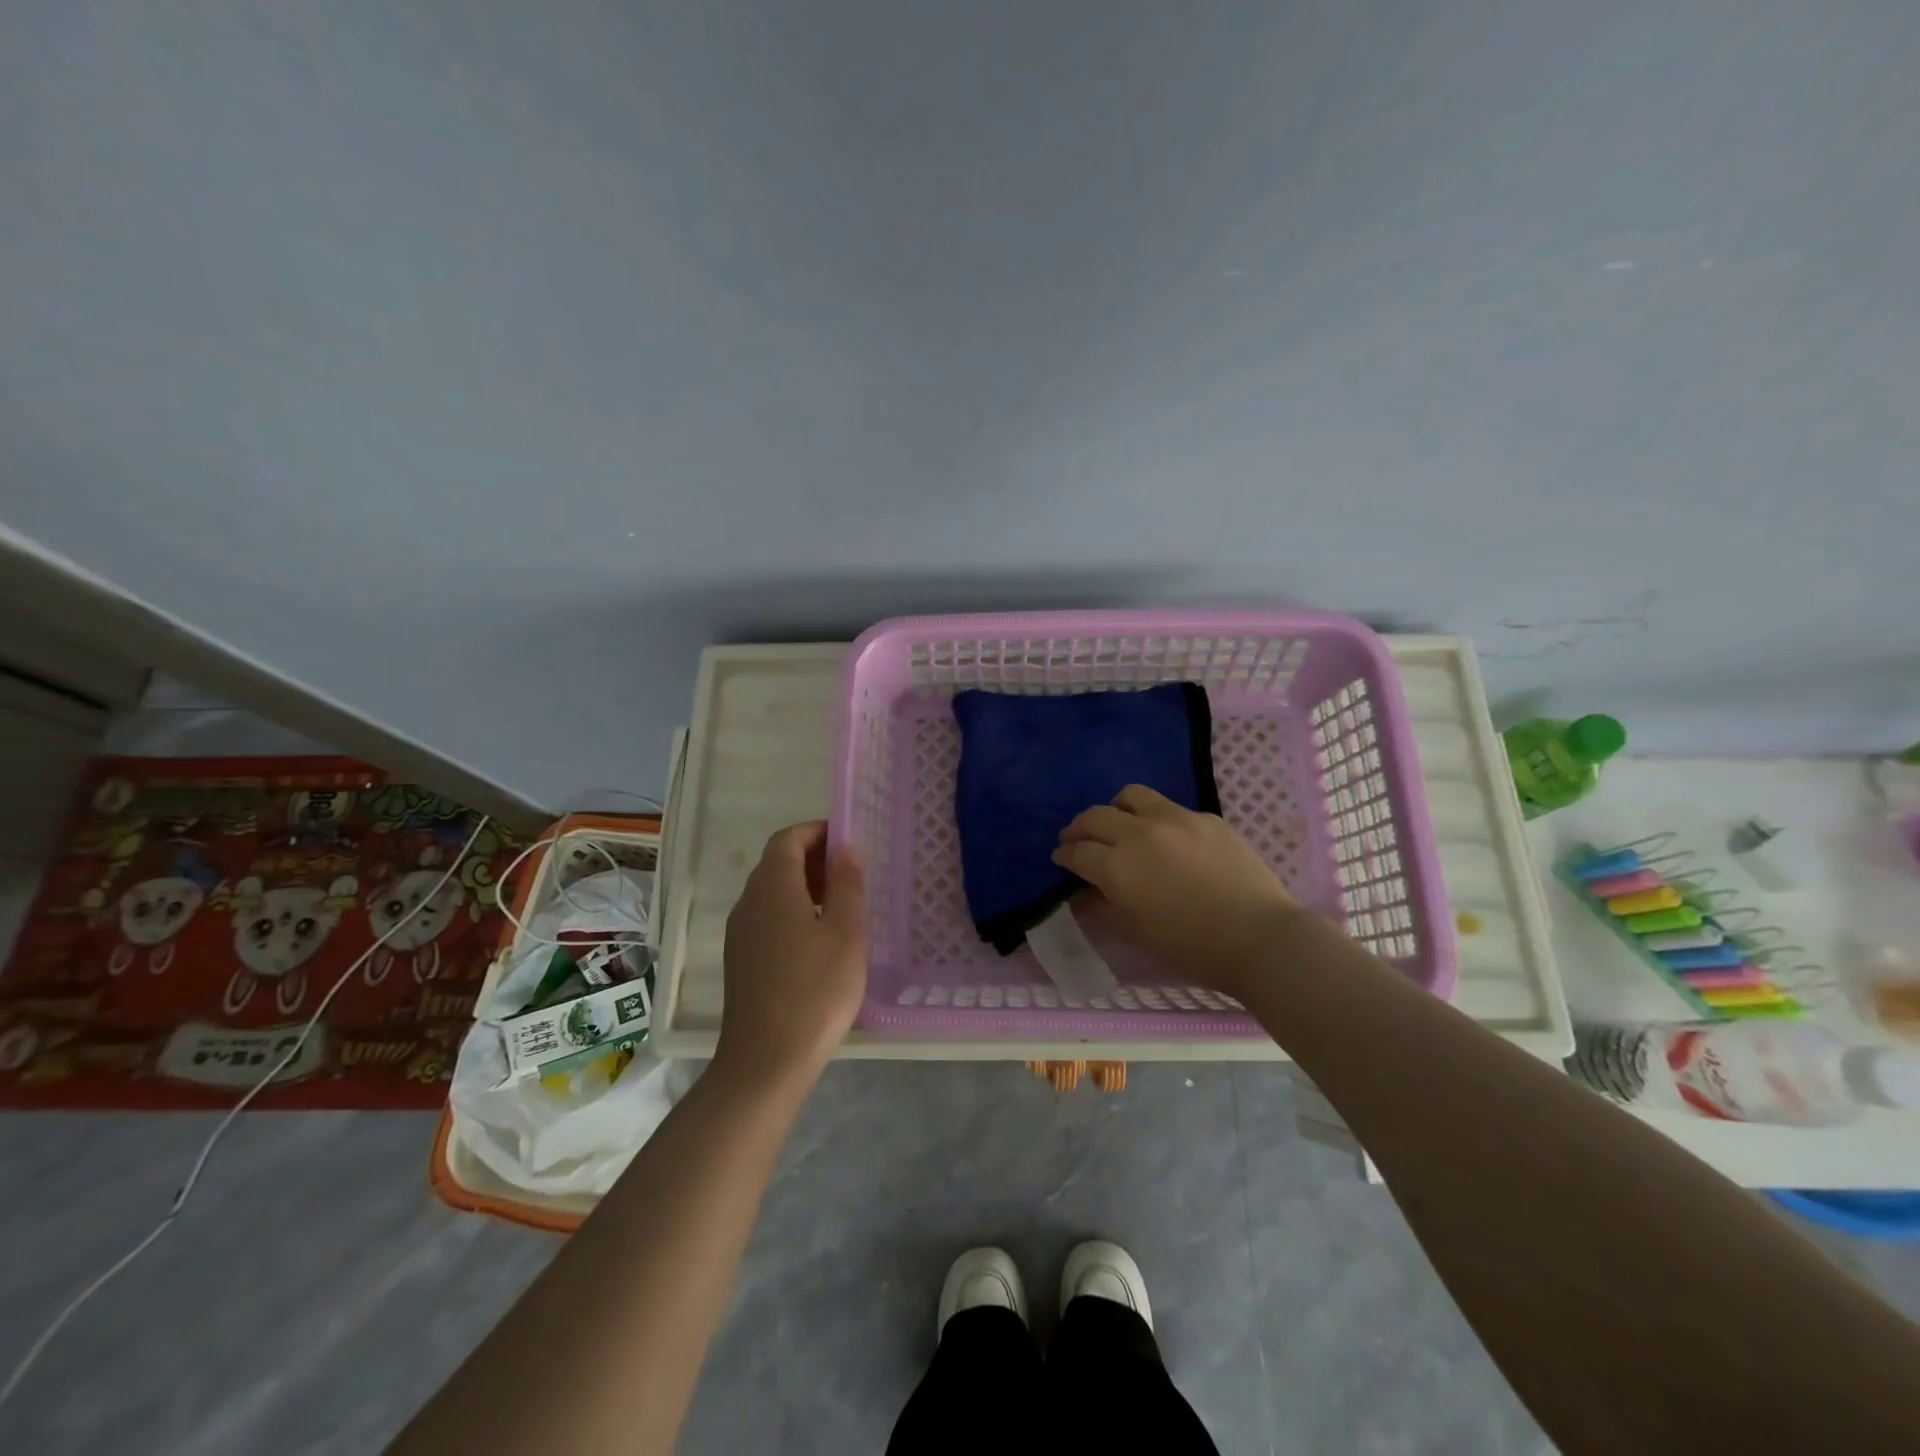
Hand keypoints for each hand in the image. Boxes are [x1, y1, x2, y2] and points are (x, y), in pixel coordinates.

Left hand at [715, 821, 867, 1092]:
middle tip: (853, 874)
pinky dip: (793, 911)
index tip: (849, 841)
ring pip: (772, 891)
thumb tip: (846, 847)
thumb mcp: (845, 933)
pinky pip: (767, 917)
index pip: (788, 839)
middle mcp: (748, 903)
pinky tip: (819, 940)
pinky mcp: (740, 959)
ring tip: (842, 906)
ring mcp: (740, 933)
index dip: (818, 832)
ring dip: (805, 886)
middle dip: (814, 858)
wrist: (765, 1061)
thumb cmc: (814, 991)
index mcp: (772, 888)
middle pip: (777, 863)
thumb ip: (847, 884)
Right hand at [1053, 785, 1299, 997]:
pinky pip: (1170, 808)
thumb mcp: (1136, 933)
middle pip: (1096, 816)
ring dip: (1116, 809)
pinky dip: (1156, 819)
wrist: (1259, 937)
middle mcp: (1140, 832)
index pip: (1077, 851)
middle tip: (1077, 839)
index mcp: (1117, 865)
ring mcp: (1175, 819)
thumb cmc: (1191, 946)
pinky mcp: (1206, 818)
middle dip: (1079, 828)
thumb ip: (1102, 909)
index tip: (1060, 858)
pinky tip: (1168, 840)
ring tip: (1119, 824)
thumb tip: (1082, 894)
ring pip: (1131, 796)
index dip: (1064, 855)